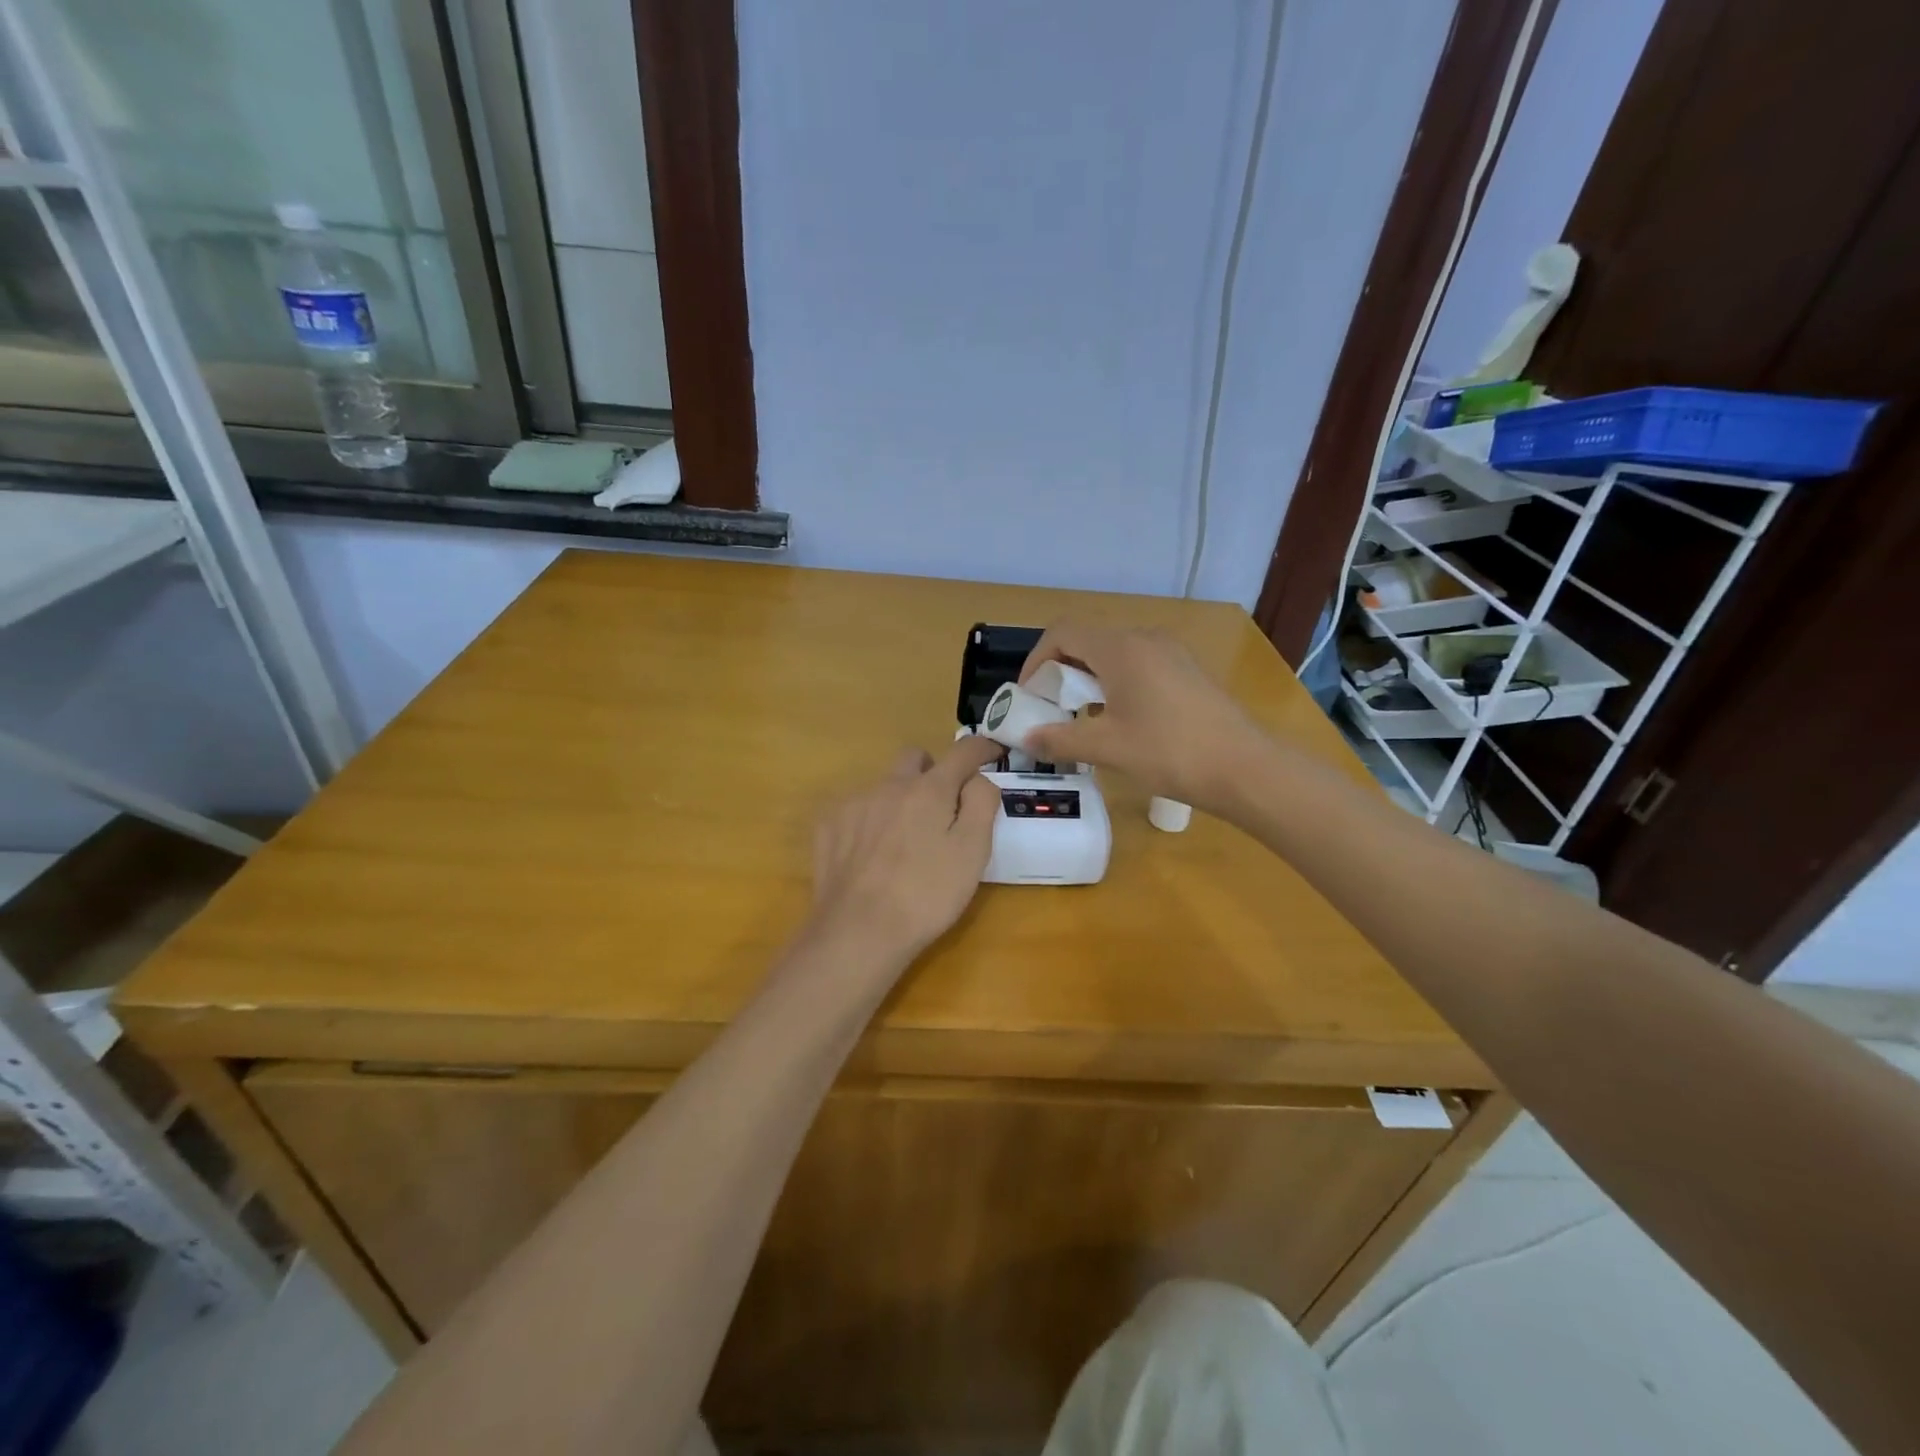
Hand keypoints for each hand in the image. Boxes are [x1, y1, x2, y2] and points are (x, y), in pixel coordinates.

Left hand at [807, 737, 1003, 967]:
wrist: (859, 931)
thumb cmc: (927, 894)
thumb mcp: (973, 852)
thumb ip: (981, 803)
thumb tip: (977, 779)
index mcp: (929, 789)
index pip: (962, 752)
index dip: (981, 748)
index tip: (992, 753)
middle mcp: (889, 785)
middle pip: (915, 758)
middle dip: (933, 772)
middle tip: (943, 808)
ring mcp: (854, 803)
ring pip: (884, 785)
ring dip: (900, 799)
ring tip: (904, 842)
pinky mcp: (828, 825)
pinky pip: (857, 808)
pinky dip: (871, 820)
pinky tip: (872, 855)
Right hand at [1018, 623, 1270, 817]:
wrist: (1244, 767)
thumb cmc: (1169, 752)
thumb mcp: (1106, 747)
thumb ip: (1059, 739)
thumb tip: (1025, 738)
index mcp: (1120, 648)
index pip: (1062, 633)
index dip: (1036, 659)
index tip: (1028, 694)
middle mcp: (1144, 639)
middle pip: (1087, 641)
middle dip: (1060, 671)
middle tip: (1050, 708)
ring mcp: (1170, 653)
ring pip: (1113, 654)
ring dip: (1088, 679)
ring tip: (1082, 718)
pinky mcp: (1186, 671)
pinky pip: (1138, 665)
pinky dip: (1115, 683)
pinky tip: (1120, 720)